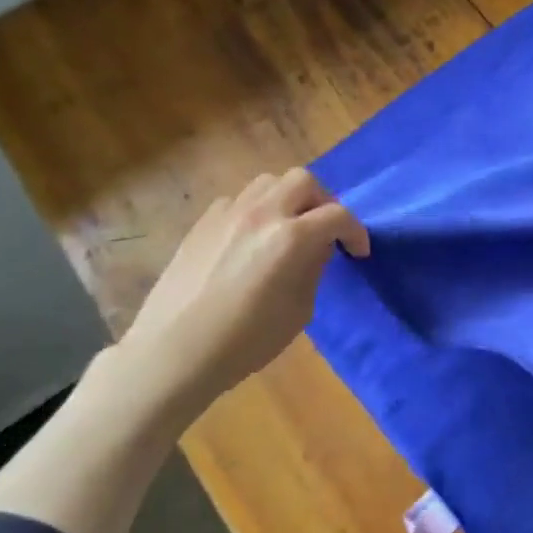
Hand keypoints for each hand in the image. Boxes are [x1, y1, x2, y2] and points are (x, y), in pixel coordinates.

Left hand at [120, 169, 367, 413]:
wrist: (174, 352)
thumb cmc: (245, 341)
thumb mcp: (299, 311)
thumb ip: (313, 269)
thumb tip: (317, 248)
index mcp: (290, 238)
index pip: (337, 215)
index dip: (355, 231)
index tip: (358, 252)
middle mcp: (261, 214)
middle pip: (303, 180)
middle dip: (323, 202)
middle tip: (325, 231)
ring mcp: (227, 214)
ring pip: (268, 183)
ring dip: (288, 198)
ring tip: (289, 227)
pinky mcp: (202, 223)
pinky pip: (238, 200)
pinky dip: (256, 210)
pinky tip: (252, 239)